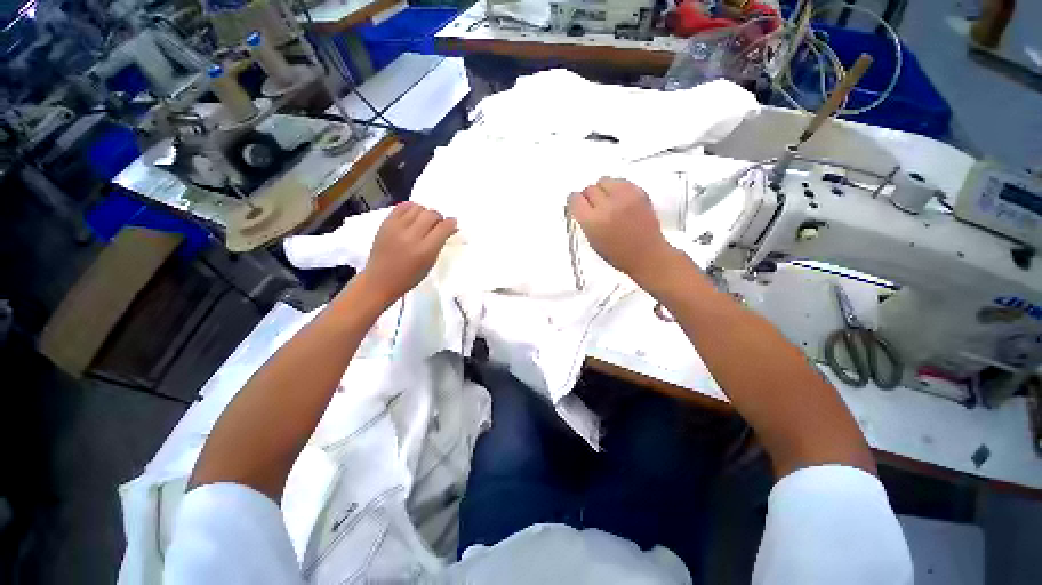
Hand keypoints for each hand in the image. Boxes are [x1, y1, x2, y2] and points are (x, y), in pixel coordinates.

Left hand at [361, 202, 456, 303]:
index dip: (451, 223)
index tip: (453, 224)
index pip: (443, 228)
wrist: (380, 280)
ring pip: (418, 207)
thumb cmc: (409, 277)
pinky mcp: (386, 223)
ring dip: (425, 212)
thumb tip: (450, 228)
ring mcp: (397, 228)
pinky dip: (411, 208)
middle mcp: (411, 236)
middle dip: (439, 218)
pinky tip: (413, 216)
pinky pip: (402, 207)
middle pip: (432, 214)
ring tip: (424, 221)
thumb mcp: (430, 263)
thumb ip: (440, 243)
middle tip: (438, 225)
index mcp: (425, 250)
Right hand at [568, 177, 679, 286]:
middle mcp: (607, 206)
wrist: (646, 254)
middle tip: (594, 206)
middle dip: (589, 197)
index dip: (575, 202)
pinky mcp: (638, 192)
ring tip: (608, 201)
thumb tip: (580, 206)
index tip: (577, 203)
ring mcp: (624, 197)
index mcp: (592, 221)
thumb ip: (585, 221)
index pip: (575, 199)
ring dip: (603, 189)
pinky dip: (617, 188)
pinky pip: (621, 181)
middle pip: (589, 189)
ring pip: (604, 180)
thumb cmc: (618, 254)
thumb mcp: (593, 240)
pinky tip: (620, 200)